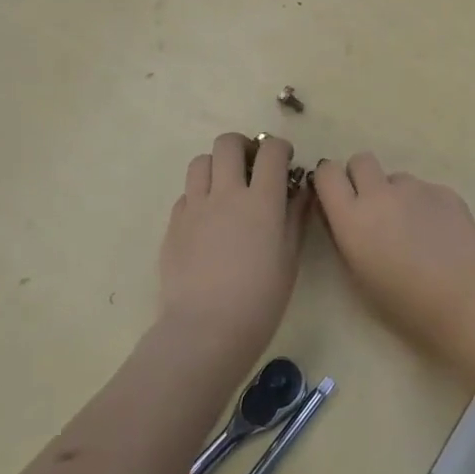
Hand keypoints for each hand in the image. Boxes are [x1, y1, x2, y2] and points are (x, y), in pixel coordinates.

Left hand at [159, 133, 307, 371]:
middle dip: (243, 146)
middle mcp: (226, 193)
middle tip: (251, 166)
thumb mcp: (289, 259)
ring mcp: (195, 207)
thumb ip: (295, 217)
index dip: (280, 148)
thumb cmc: (260, 299)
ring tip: (225, 188)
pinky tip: (207, 219)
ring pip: (201, 161)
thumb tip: (301, 191)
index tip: (284, 160)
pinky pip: (186, 194)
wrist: (205, 330)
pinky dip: (199, 196)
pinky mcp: (173, 224)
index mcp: (261, 201)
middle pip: (228, 143)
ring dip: (216, 166)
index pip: (271, 152)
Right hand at [313, 154, 474, 360]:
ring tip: (414, 231)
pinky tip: (439, 235)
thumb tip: (338, 214)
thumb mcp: (358, 276)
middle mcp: (380, 193)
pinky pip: (425, 190)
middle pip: (361, 160)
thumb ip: (344, 236)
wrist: (466, 300)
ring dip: (396, 195)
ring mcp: (416, 188)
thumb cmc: (405, 303)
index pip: (327, 172)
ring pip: (396, 178)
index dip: (330, 180)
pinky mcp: (445, 190)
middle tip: (373, 208)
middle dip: (361, 177)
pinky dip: (425, 206)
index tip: (336, 197)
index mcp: (352, 217)